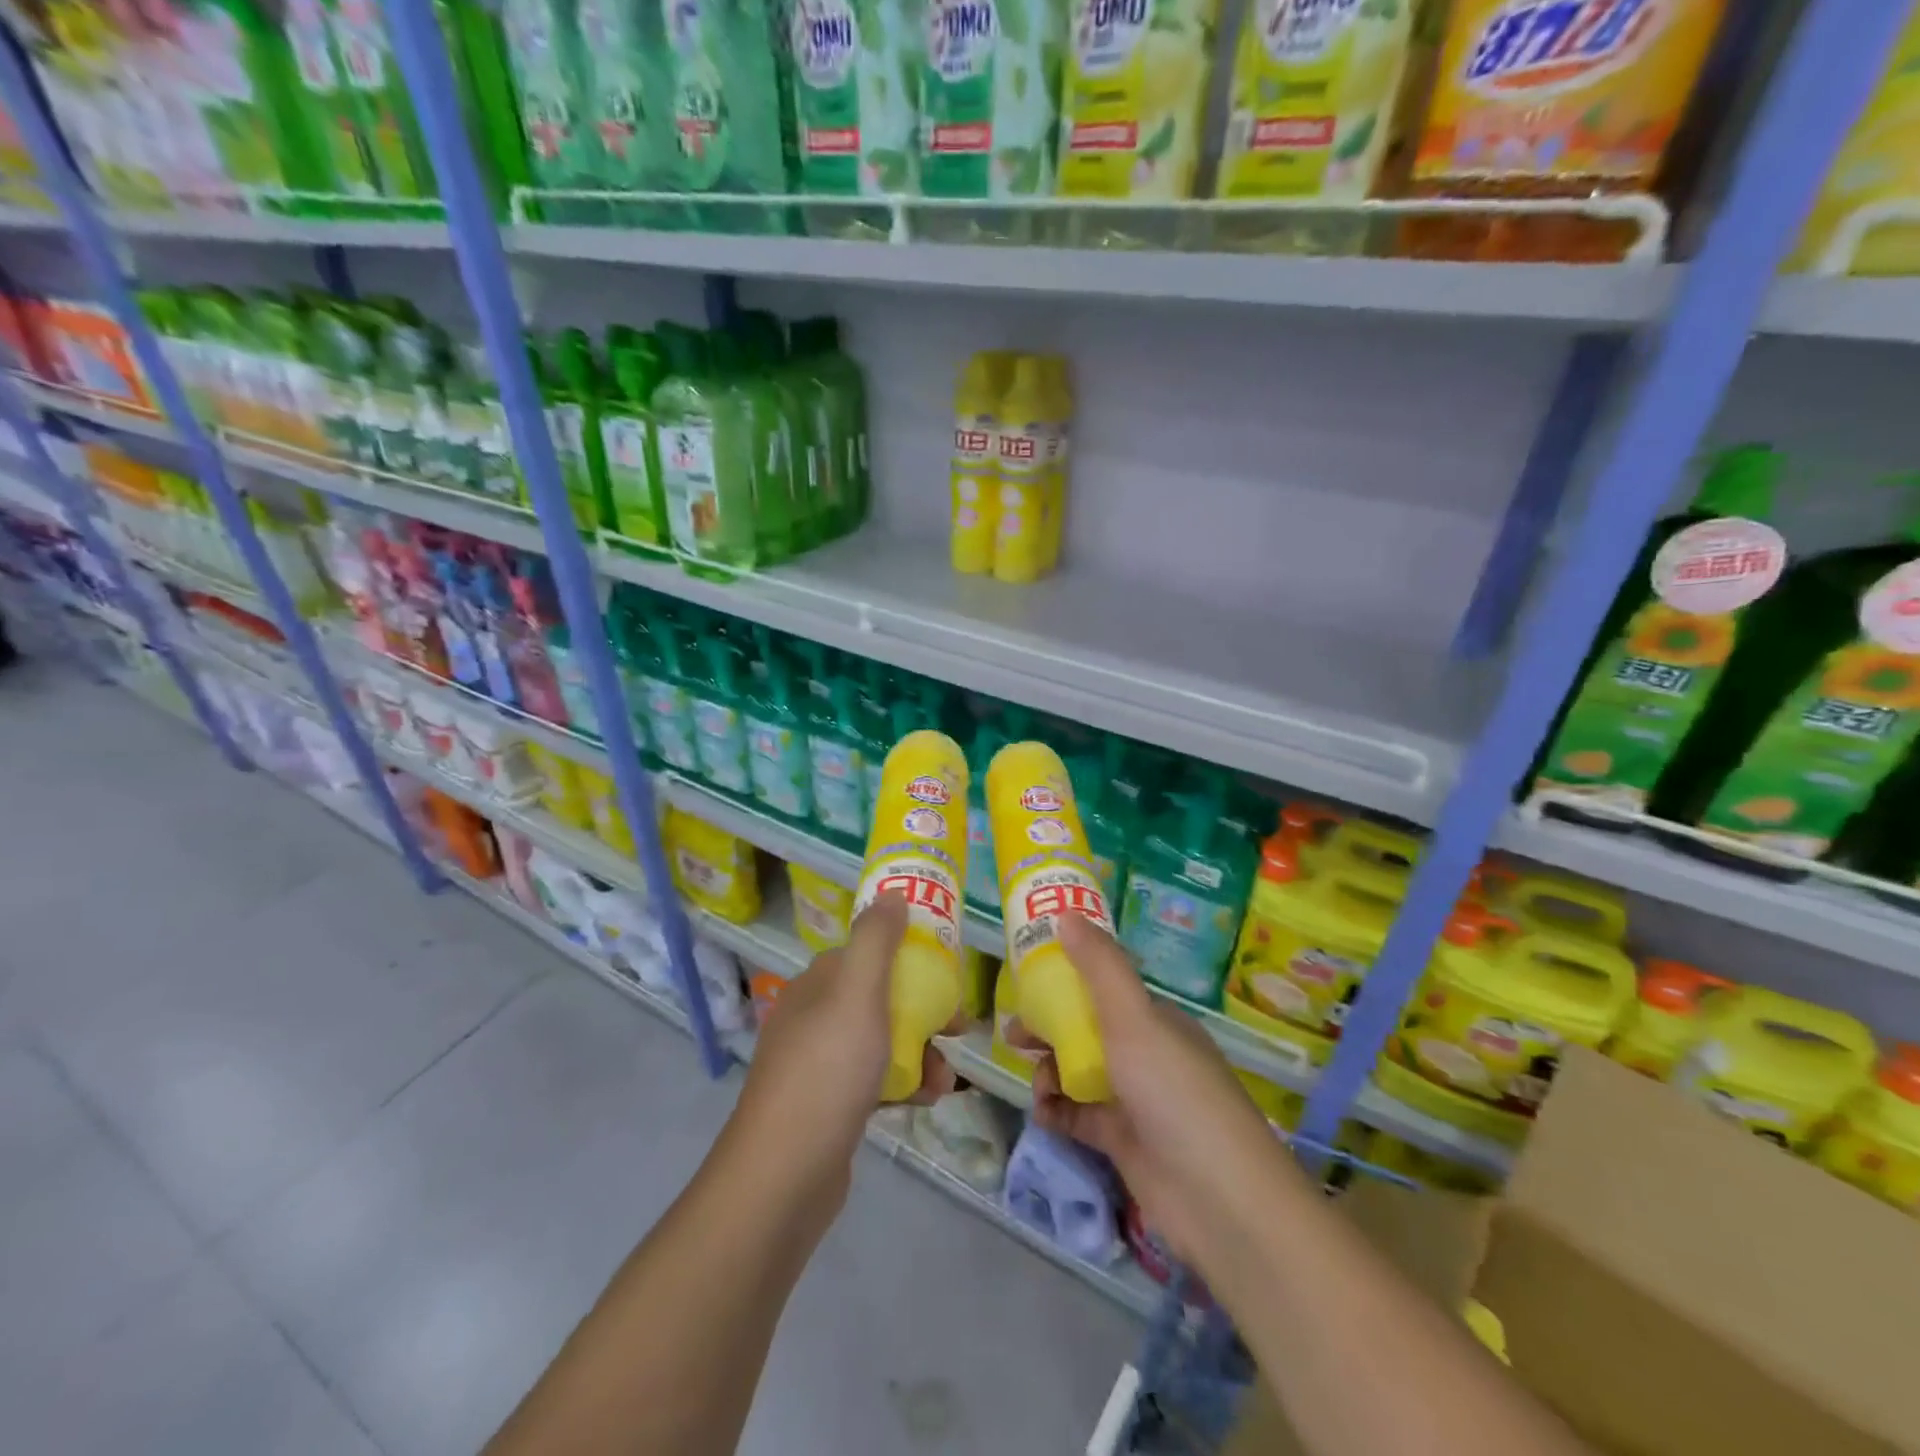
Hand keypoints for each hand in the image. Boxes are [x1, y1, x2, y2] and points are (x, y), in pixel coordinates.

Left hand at [733, 892, 961, 1202]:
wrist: (783, 1174)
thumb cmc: (827, 1070)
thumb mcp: (857, 992)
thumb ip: (876, 940)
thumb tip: (892, 893)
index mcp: (818, 984)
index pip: (868, 954)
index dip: (909, 958)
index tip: (948, 974)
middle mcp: (813, 1017)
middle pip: (879, 998)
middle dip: (924, 1010)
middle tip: (958, 1028)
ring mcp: (817, 1064)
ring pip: (881, 1041)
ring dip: (920, 1051)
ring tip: (947, 1077)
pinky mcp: (826, 1105)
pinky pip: (873, 1079)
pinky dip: (903, 1083)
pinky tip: (927, 1099)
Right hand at [1020, 914, 1292, 1266]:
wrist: (1220, 1200)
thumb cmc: (1173, 1092)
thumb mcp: (1133, 1017)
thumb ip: (1099, 965)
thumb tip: (1066, 914)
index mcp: (1154, 1020)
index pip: (1103, 988)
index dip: (1064, 982)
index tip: (1026, 983)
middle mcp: (1146, 1054)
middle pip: (1086, 1030)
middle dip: (1049, 1029)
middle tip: (1014, 1035)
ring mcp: (1136, 1101)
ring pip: (1079, 1072)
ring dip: (1050, 1072)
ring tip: (1037, 1084)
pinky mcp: (1124, 1143)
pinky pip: (1080, 1116)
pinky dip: (1058, 1111)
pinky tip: (1044, 1114)